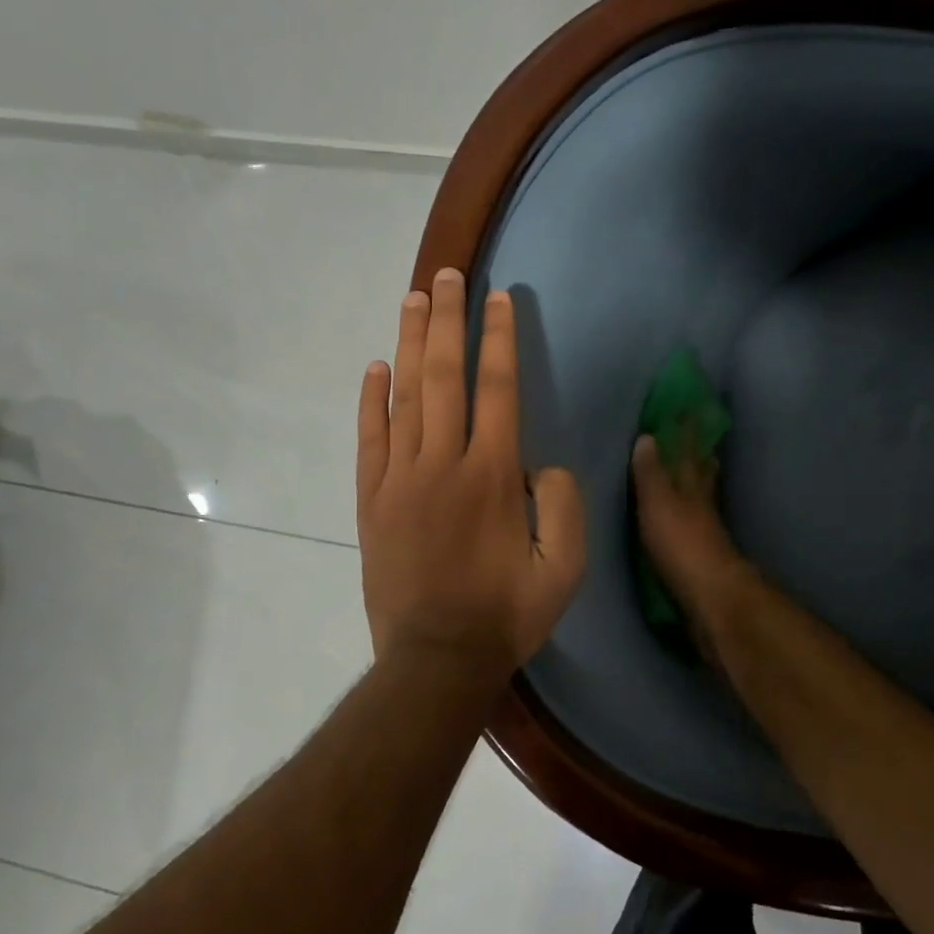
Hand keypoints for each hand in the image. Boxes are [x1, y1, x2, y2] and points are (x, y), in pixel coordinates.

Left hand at [357, 268, 585, 679]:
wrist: (435, 658)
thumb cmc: (505, 614)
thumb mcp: (564, 569)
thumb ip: (563, 505)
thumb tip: (540, 463)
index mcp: (492, 475)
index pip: (498, 388)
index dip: (500, 338)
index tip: (500, 298)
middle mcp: (443, 463)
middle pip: (445, 376)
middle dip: (449, 320)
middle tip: (448, 275)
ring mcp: (400, 478)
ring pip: (404, 396)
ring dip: (410, 343)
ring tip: (414, 299)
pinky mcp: (371, 499)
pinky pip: (369, 438)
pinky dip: (370, 400)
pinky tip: (375, 367)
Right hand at [631, 432, 751, 665]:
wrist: (711, 599)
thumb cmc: (681, 545)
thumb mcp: (658, 503)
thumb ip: (651, 473)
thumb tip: (648, 436)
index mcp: (691, 487)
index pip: (689, 451)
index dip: (688, 431)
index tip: (690, 407)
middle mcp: (703, 504)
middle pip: (703, 473)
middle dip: (700, 455)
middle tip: (700, 438)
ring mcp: (706, 531)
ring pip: (703, 497)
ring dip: (700, 482)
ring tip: (696, 471)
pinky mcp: (703, 556)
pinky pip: (696, 524)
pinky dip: (693, 514)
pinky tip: (689, 518)